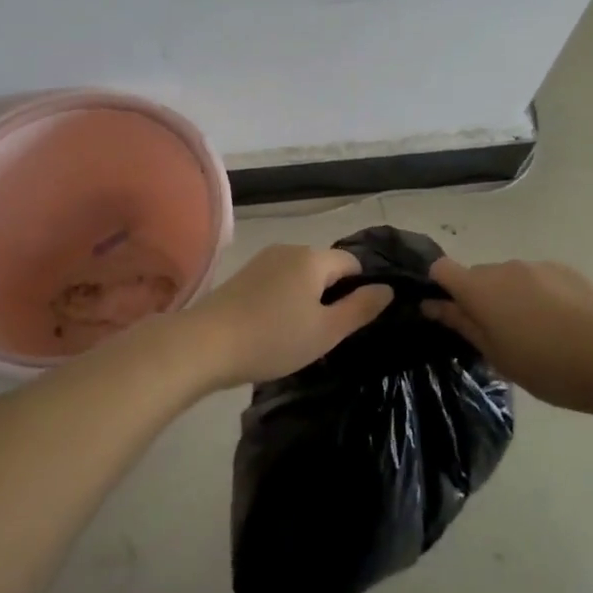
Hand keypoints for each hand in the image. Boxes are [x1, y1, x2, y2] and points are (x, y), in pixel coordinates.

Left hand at [186, 245, 392, 388]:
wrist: (205, 344)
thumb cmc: (273, 339)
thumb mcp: (326, 331)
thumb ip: (360, 309)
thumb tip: (387, 289)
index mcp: (313, 258)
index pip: (353, 263)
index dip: (359, 290)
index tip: (352, 322)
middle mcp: (289, 249)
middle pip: (325, 266)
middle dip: (332, 295)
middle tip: (327, 334)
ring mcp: (263, 259)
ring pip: (300, 274)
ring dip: (307, 298)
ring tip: (299, 334)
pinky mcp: (243, 274)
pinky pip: (278, 280)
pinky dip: (285, 298)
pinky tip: (274, 327)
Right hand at [423, 257, 592, 413]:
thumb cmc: (546, 366)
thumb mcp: (496, 355)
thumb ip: (462, 324)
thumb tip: (431, 304)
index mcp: (481, 288)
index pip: (442, 269)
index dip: (440, 287)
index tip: (450, 314)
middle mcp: (505, 267)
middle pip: (478, 275)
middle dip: (479, 299)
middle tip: (497, 336)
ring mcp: (538, 266)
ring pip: (509, 278)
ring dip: (510, 297)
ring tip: (534, 333)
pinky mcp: (566, 270)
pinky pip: (538, 278)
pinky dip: (537, 295)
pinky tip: (559, 324)